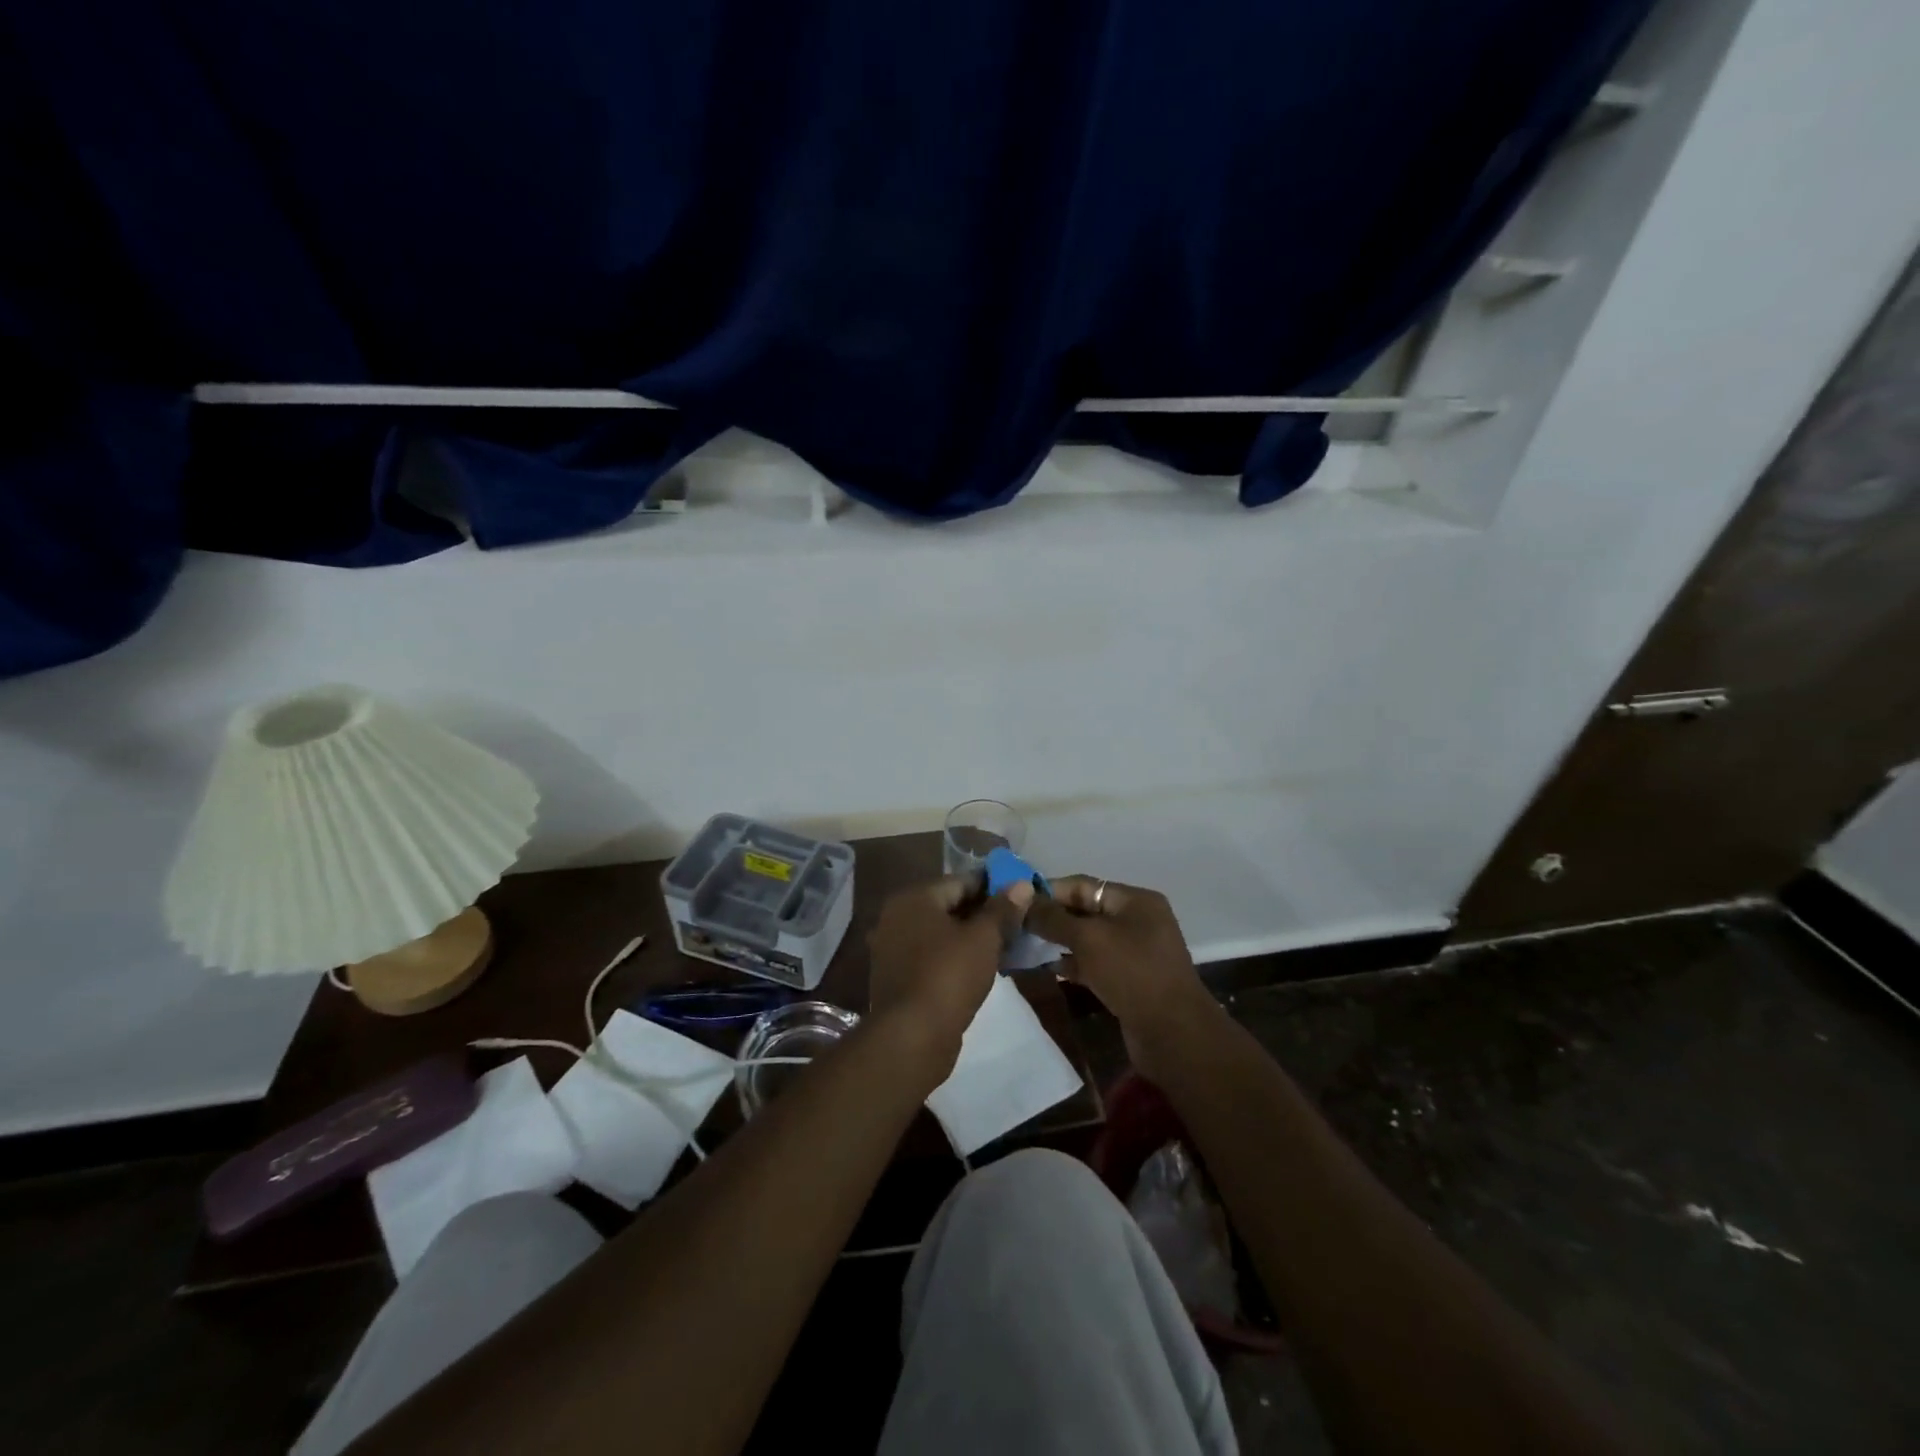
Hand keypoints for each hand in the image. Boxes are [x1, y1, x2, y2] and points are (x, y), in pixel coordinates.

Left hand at [866, 876, 1034, 1079]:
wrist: (912, 1038)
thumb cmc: (949, 976)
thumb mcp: (984, 938)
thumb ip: (1003, 908)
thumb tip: (1022, 883)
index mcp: (914, 898)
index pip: (961, 880)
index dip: (994, 887)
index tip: (1021, 897)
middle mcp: (896, 916)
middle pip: (949, 906)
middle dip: (983, 913)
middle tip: (1018, 923)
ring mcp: (892, 948)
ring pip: (941, 933)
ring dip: (970, 938)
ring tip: (1005, 946)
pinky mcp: (897, 977)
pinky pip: (932, 956)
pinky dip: (955, 957)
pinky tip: (980, 969)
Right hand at [1025, 876, 1215, 1081]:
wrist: (1173, 1034)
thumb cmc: (1132, 973)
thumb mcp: (1088, 939)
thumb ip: (1053, 918)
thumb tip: (1023, 902)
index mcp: (1135, 900)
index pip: (1083, 885)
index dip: (1048, 890)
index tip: (1015, 900)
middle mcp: (1137, 921)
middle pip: (1085, 911)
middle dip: (1051, 917)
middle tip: (1015, 925)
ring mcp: (1135, 952)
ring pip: (1088, 939)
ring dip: (1058, 942)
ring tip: (1024, 946)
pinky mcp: (1129, 980)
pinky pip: (1094, 963)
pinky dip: (1072, 964)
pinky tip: (1047, 969)